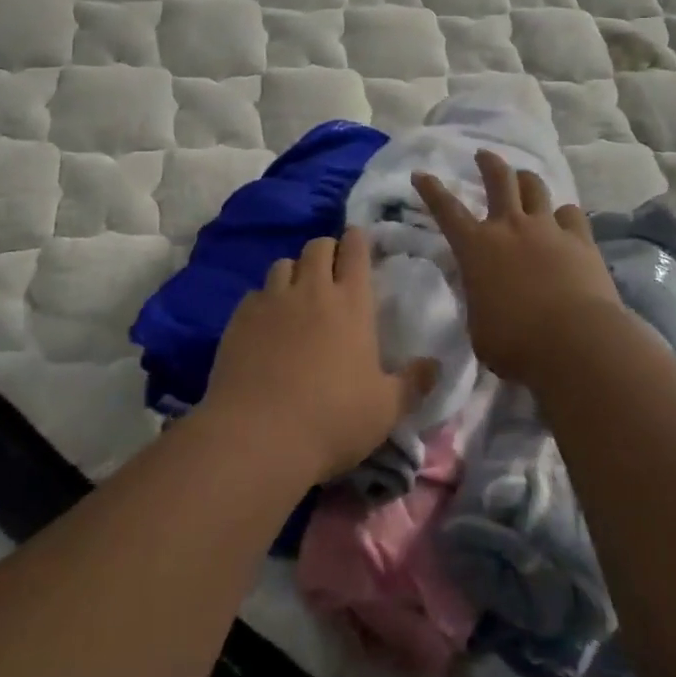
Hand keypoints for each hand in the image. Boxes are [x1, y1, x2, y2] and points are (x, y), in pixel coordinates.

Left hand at [202, 229, 435, 485]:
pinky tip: (266, 322)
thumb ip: (413, 383)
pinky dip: (265, 299)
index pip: (355, 251)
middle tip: (332, 269)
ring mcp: (272, 301)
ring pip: (283, 264)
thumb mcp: (386, 409)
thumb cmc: (332, 420)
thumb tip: (436, 365)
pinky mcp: (240, 319)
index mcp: (352, 304)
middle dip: (326, 250)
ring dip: (294, 271)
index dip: (357, 240)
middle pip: (317, 247)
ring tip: (298, 293)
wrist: (258, 436)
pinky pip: (255, 293)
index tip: (358, 240)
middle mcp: (312, 291)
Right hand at [413, 151, 623, 383]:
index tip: (421, 174)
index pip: (446, 210)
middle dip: (488, 163)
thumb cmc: (514, 343)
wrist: (574, 342)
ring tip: (524, 179)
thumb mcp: (478, 326)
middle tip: (483, 155)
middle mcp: (510, 227)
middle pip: (499, 180)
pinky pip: (571, 214)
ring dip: (526, 180)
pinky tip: (564, 220)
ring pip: (535, 188)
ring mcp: (548, 229)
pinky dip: (564, 215)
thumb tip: (484, 294)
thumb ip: (478, 301)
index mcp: (476, 248)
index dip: (431, 190)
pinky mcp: (581, 240)